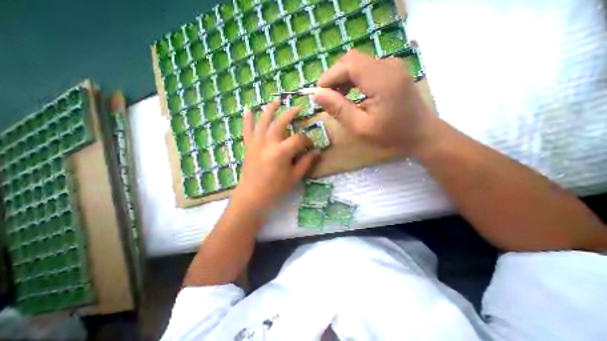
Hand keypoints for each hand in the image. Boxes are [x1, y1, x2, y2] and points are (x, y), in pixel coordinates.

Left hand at [234, 100, 318, 212]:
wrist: (252, 196)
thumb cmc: (275, 189)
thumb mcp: (294, 177)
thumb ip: (306, 162)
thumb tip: (317, 152)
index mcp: (281, 152)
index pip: (298, 139)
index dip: (306, 141)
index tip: (310, 146)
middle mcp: (268, 143)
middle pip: (280, 123)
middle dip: (290, 113)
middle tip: (297, 108)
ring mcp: (256, 143)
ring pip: (263, 121)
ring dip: (270, 109)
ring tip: (277, 100)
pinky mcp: (249, 146)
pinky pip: (247, 129)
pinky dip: (247, 119)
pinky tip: (248, 109)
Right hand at [312, 49, 435, 155]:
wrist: (421, 134)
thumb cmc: (391, 136)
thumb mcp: (360, 127)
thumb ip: (338, 109)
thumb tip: (317, 95)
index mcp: (382, 80)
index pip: (348, 64)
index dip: (329, 76)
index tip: (318, 94)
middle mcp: (388, 65)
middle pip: (352, 60)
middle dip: (334, 77)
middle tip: (326, 98)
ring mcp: (392, 66)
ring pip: (357, 63)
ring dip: (342, 78)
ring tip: (336, 98)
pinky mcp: (392, 71)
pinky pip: (366, 69)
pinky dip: (353, 79)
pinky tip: (349, 94)